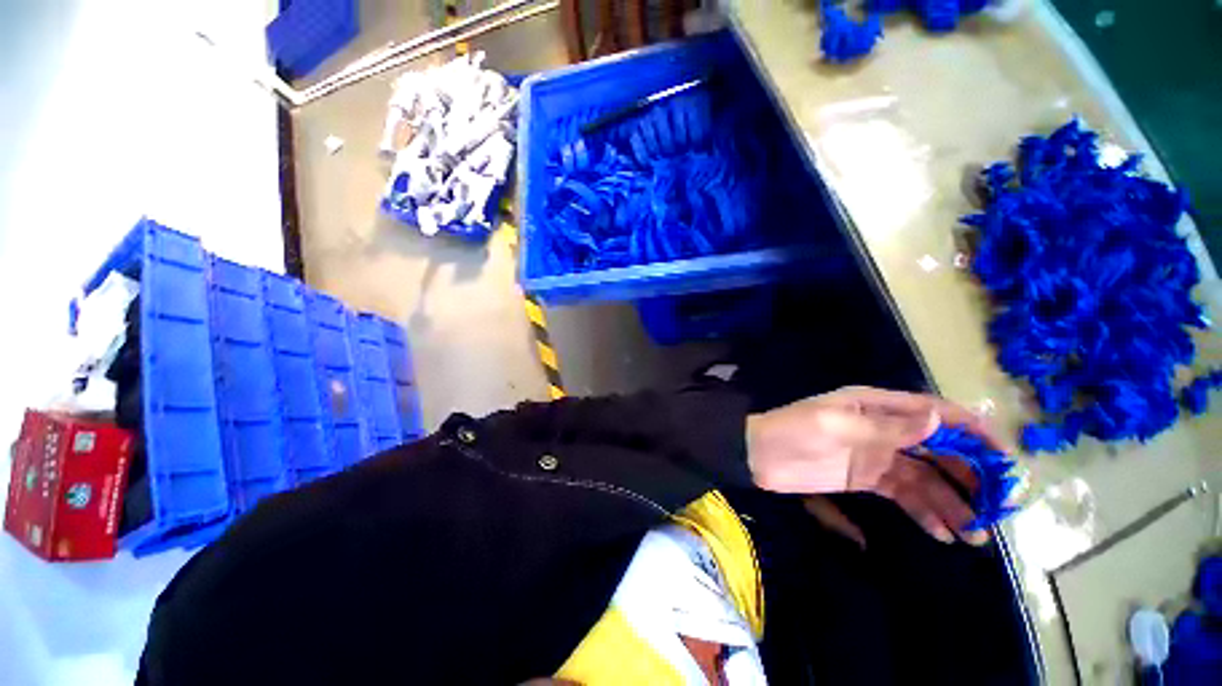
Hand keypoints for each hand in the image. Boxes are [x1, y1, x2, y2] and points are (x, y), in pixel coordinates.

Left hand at [745, 386, 1009, 544]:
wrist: (758, 455)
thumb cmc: (792, 431)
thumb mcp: (835, 424)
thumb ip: (885, 427)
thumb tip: (938, 420)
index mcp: (874, 405)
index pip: (932, 412)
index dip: (970, 430)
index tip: (1003, 457)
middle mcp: (882, 428)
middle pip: (937, 448)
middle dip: (969, 474)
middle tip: (996, 505)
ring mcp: (876, 455)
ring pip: (925, 477)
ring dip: (951, 501)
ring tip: (975, 532)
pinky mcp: (866, 479)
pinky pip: (904, 495)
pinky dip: (924, 511)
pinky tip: (942, 532)